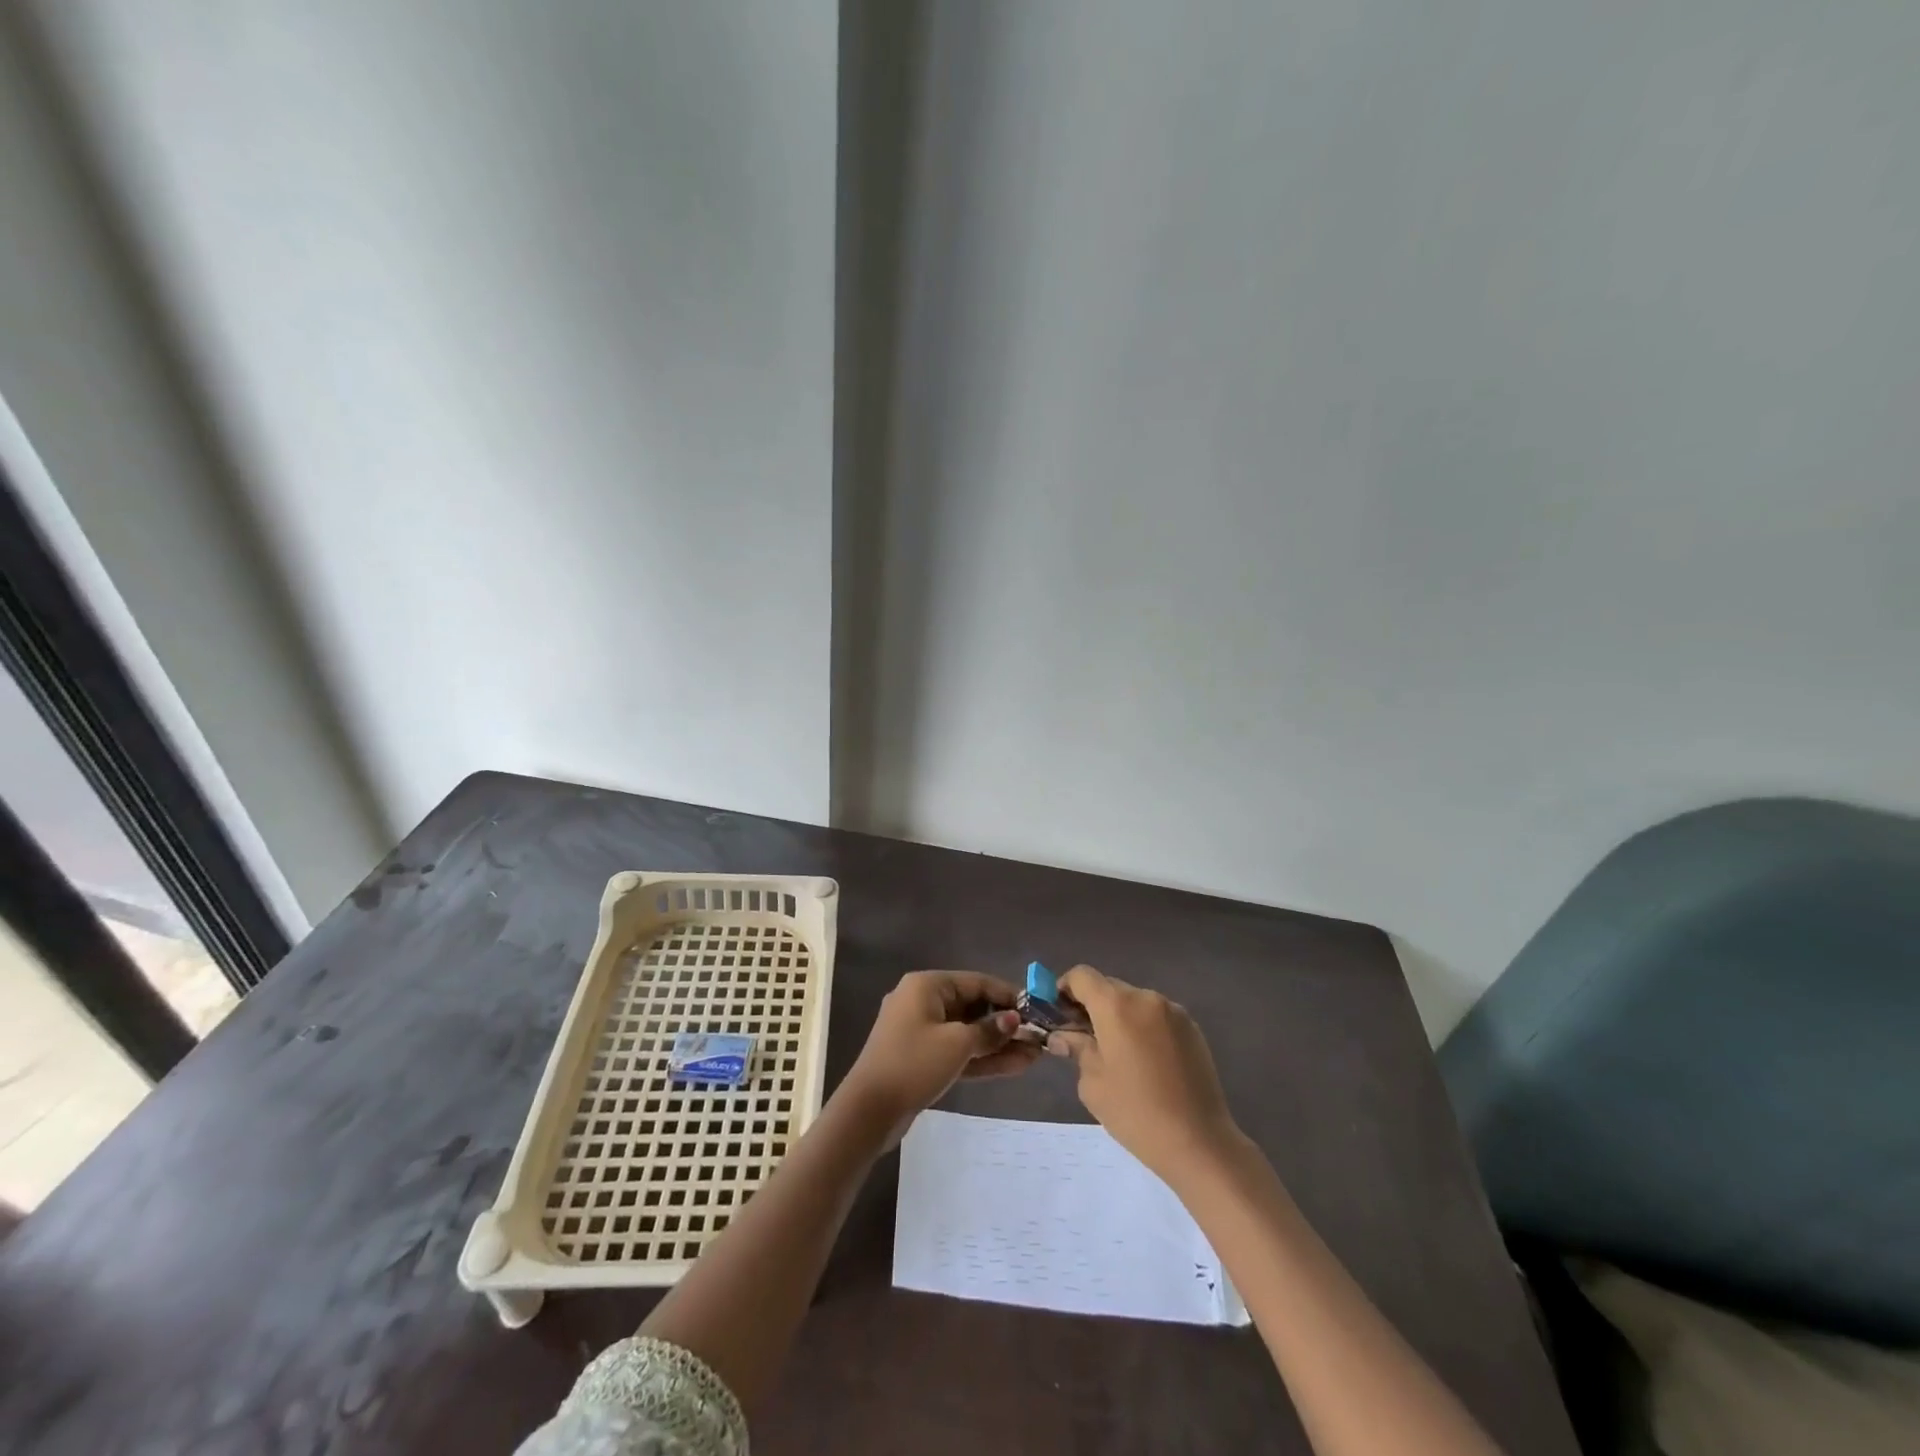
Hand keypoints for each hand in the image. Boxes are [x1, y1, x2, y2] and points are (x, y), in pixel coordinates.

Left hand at [840, 971, 1039, 1136]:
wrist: (869, 1111)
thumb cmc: (914, 1064)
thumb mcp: (957, 1044)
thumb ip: (989, 1030)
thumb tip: (1014, 1019)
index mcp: (927, 985)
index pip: (976, 982)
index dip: (1008, 995)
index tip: (1037, 1009)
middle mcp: (923, 1001)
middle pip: (972, 1007)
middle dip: (1005, 1023)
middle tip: (1038, 1037)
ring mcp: (921, 1031)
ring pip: (967, 1032)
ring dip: (998, 1044)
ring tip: (1034, 1055)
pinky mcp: (921, 1058)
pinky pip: (957, 1051)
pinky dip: (981, 1058)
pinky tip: (1014, 1066)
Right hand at [1046, 964, 1241, 1185]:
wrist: (1199, 1142)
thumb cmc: (1135, 1112)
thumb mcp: (1093, 1083)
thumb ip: (1077, 1048)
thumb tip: (1064, 1036)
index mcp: (1116, 1006)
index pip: (1081, 976)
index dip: (1064, 988)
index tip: (1057, 1013)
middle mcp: (1145, 998)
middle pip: (1108, 987)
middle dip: (1091, 1005)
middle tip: (1082, 1037)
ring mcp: (1173, 1011)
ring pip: (1134, 1002)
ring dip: (1119, 1017)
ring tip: (1117, 1053)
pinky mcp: (1192, 1028)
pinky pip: (1156, 1016)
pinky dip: (1143, 1027)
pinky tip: (1145, 1061)